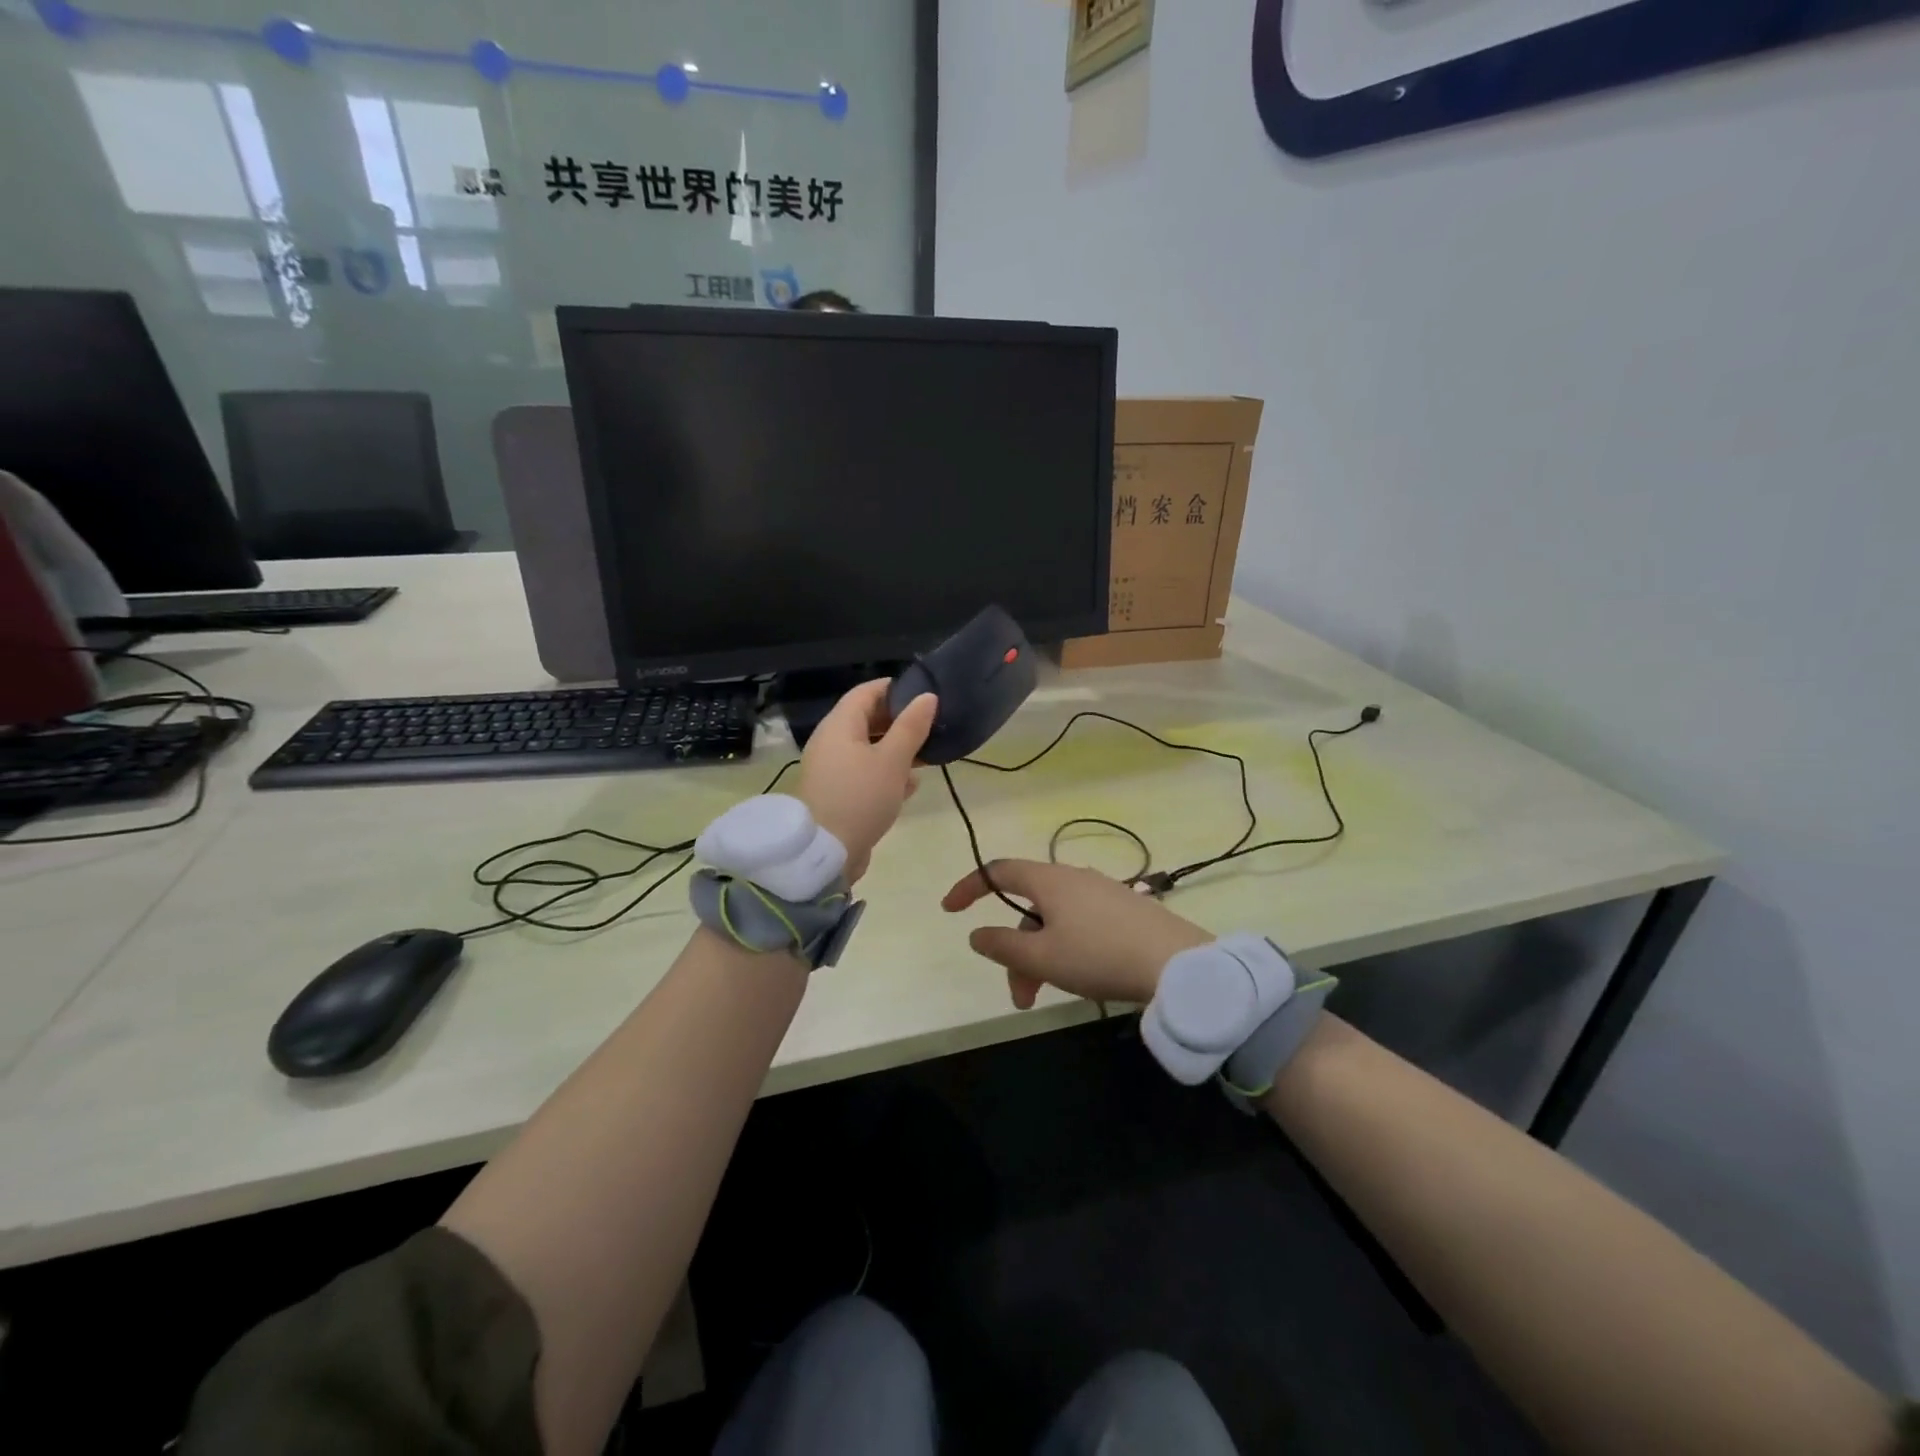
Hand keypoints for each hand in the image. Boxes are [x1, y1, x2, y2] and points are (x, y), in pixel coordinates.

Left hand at [796, 680, 936, 881]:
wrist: (825, 853)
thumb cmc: (860, 798)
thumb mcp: (892, 760)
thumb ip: (911, 727)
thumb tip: (927, 697)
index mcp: (839, 725)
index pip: (867, 692)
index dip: (895, 689)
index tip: (925, 695)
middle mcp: (831, 742)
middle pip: (867, 719)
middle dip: (899, 721)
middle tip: (931, 726)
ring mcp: (832, 769)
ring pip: (868, 748)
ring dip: (896, 749)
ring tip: (927, 755)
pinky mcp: (837, 793)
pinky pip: (864, 773)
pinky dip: (886, 773)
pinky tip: (910, 785)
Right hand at [941, 859, 1212, 1008]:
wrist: (1178, 963)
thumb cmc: (1100, 956)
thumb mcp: (1042, 957)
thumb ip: (1002, 945)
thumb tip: (977, 933)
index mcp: (1049, 880)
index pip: (998, 871)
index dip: (969, 887)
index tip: (950, 910)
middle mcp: (1074, 877)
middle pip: (1028, 907)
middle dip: (1016, 950)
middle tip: (1021, 996)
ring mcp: (1103, 892)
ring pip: (1055, 921)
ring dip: (1041, 957)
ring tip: (1047, 998)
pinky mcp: (1125, 910)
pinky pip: (1080, 925)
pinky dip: (1065, 950)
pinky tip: (1082, 979)